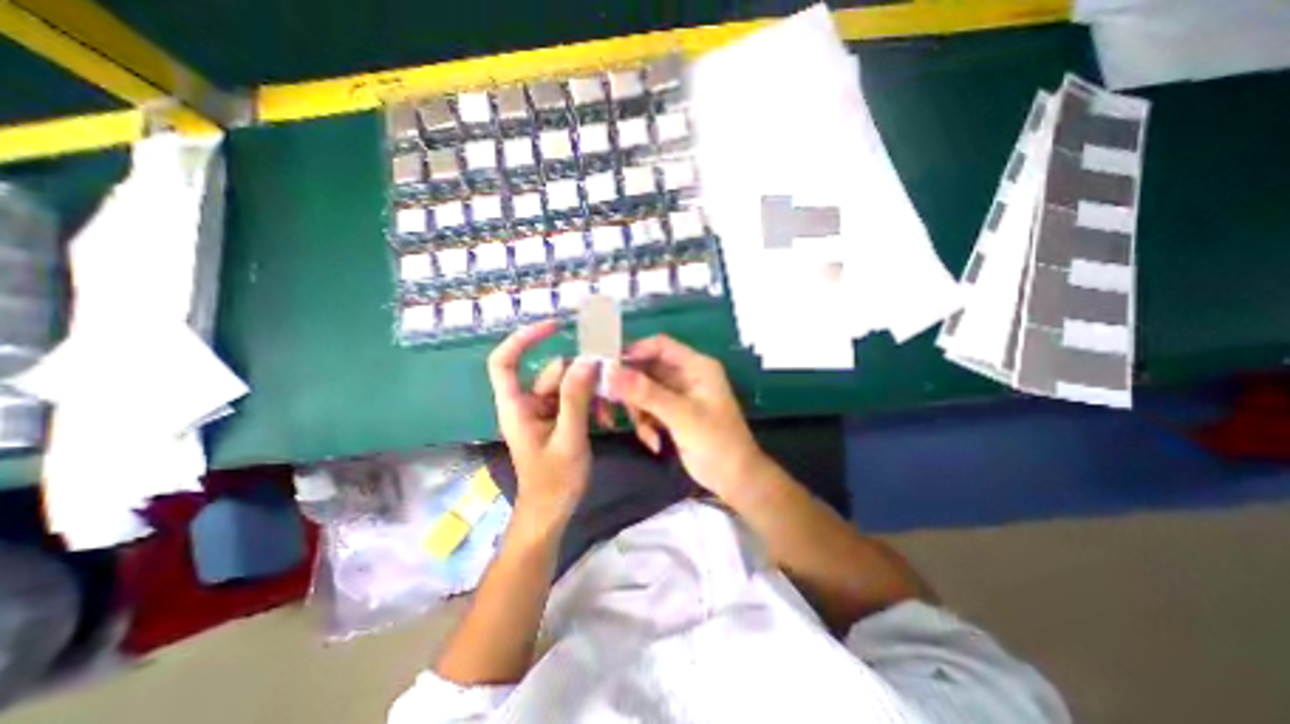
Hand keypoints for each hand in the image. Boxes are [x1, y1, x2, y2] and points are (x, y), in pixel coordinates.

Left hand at [490, 321, 600, 532]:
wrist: (551, 514)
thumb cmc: (554, 482)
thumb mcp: (569, 439)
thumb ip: (576, 399)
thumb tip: (586, 360)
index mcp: (515, 407)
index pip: (504, 362)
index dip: (523, 339)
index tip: (554, 327)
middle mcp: (526, 404)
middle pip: (549, 372)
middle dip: (577, 374)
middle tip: (606, 377)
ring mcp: (543, 412)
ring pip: (566, 385)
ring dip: (588, 391)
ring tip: (608, 409)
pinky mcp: (557, 419)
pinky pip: (573, 399)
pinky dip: (589, 403)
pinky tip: (605, 418)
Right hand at [609, 336, 763, 500]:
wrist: (734, 479)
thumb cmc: (716, 442)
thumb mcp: (681, 415)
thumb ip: (646, 393)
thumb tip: (611, 372)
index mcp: (696, 366)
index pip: (660, 345)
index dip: (634, 352)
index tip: (609, 368)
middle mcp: (686, 376)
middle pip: (647, 369)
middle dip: (631, 389)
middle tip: (615, 405)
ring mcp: (678, 395)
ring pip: (643, 391)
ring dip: (639, 412)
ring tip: (646, 433)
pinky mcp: (672, 414)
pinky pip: (648, 409)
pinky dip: (646, 424)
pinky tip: (654, 442)